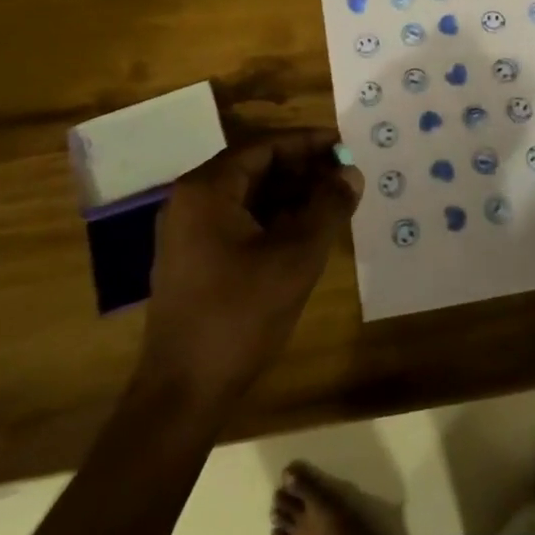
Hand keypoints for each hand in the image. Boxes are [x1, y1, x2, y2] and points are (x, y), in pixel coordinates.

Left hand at [140, 130, 361, 407]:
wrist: (183, 392)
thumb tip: (350, 173)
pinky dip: (271, 219)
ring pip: (247, 196)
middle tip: (344, 175)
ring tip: (332, 201)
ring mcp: (187, 231)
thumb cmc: (240, 315)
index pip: (264, 146)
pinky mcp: (193, 258)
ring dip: (289, 194)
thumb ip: (328, 208)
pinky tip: (304, 232)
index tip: (344, 145)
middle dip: (301, 169)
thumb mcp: (296, 257)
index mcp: (207, 190)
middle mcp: (190, 201)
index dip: (307, 143)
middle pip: (254, 167)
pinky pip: (237, 221)